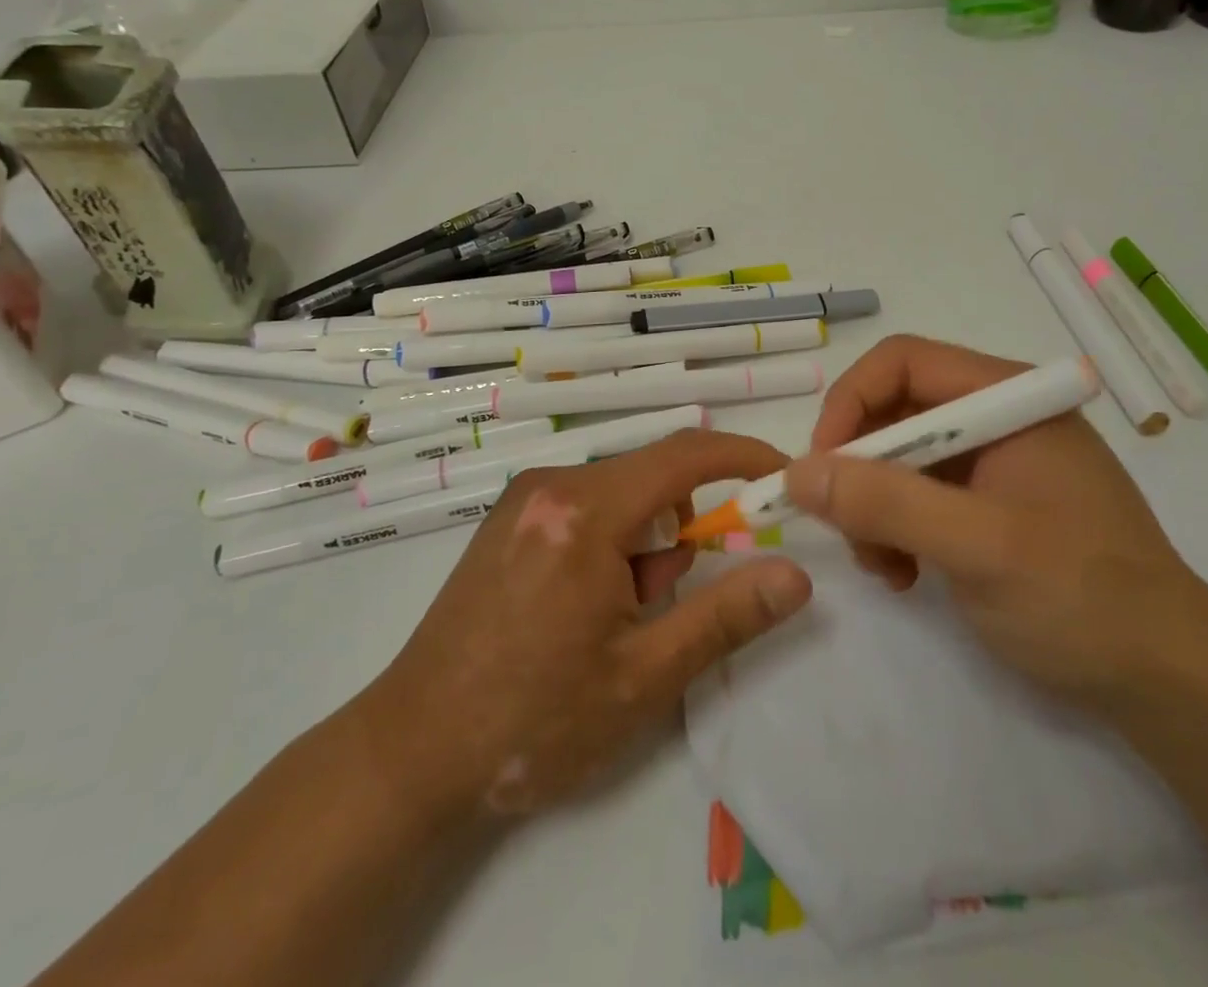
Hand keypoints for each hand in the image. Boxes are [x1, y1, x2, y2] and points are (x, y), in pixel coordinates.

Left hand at [363, 429, 811, 819]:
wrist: (411, 753)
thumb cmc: (533, 720)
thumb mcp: (644, 677)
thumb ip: (726, 616)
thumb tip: (796, 576)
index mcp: (585, 511)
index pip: (685, 454)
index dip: (743, 457)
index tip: (784, 477)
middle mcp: (552, 485)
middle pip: (652, 479)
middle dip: (678, 533)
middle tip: (660, 605)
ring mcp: (524, 498)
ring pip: (620, 496)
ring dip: (641, 545)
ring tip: (610, 621)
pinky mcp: (508, 519)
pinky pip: (586, 507)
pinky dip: (609, 543)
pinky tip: (578, 607)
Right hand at [784, 335, 1205, 701]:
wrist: (1170, 683)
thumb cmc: (1081, 599)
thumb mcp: (977, 548)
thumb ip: (886, 503)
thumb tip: (798, 472)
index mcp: (1007, 398)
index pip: (902, 362)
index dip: (850, 403)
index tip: (820, 468)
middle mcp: (998, 417)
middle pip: (896, 411)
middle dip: (860, 468)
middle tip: (846, 529)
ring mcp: (996, 462)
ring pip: (900, 457)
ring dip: (874, 507)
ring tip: (882, 567)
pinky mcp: (992, 504)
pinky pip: (920, 496)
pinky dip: (897, 530)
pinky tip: (904, 576)